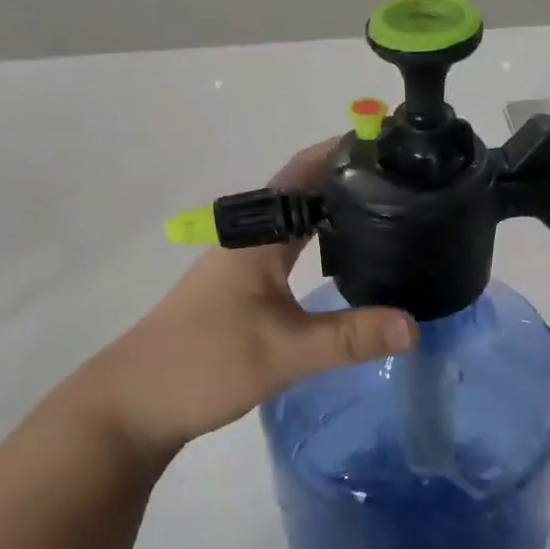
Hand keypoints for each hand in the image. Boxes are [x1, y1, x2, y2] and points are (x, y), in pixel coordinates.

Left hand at [81, 141, 416, 458]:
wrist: (134, 404)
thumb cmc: (202, 364)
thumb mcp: (284, 353)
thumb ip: (350, 339)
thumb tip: (415, 326)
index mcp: (255, 237)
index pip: (303, 173)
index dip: (343, 151)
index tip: (392, 144)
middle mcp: (247, 241)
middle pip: (302, 194)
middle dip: (349, 180)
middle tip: (406, 181)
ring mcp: (241, 266)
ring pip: (295, 224)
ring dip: (334, 212)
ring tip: (389, 213)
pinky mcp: (241, 291)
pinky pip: (289, 252)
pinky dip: (321, 244)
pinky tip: (346, 262)